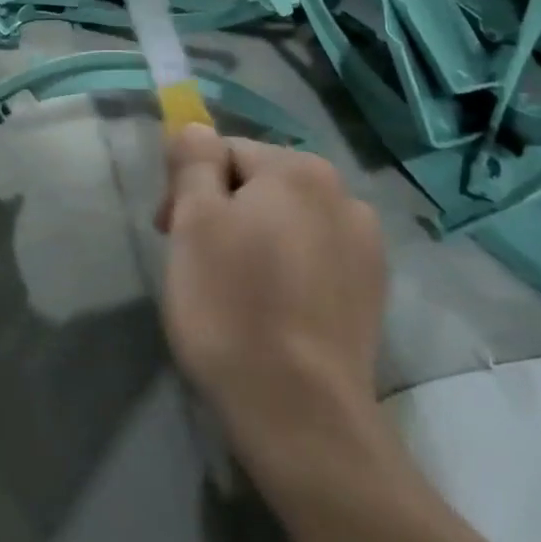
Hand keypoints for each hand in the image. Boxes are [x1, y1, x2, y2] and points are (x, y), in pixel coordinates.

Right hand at [156, 125, 387, 476]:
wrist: (300, 414)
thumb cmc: (232, 307)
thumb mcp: (194, 221)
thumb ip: (193, 161)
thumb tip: (196, 127)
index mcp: (299, 170)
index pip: (225, 152)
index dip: (188, 186)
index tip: (167, 232)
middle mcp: (343, 194)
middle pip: (260, 184)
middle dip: (221, 210)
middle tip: (194, 262)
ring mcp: (365, 245)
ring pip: (287, 222)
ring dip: (255, 239)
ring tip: (233, 289)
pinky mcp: (373, 292)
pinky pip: (314, 258)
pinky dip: (287, 270)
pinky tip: (272, 309)